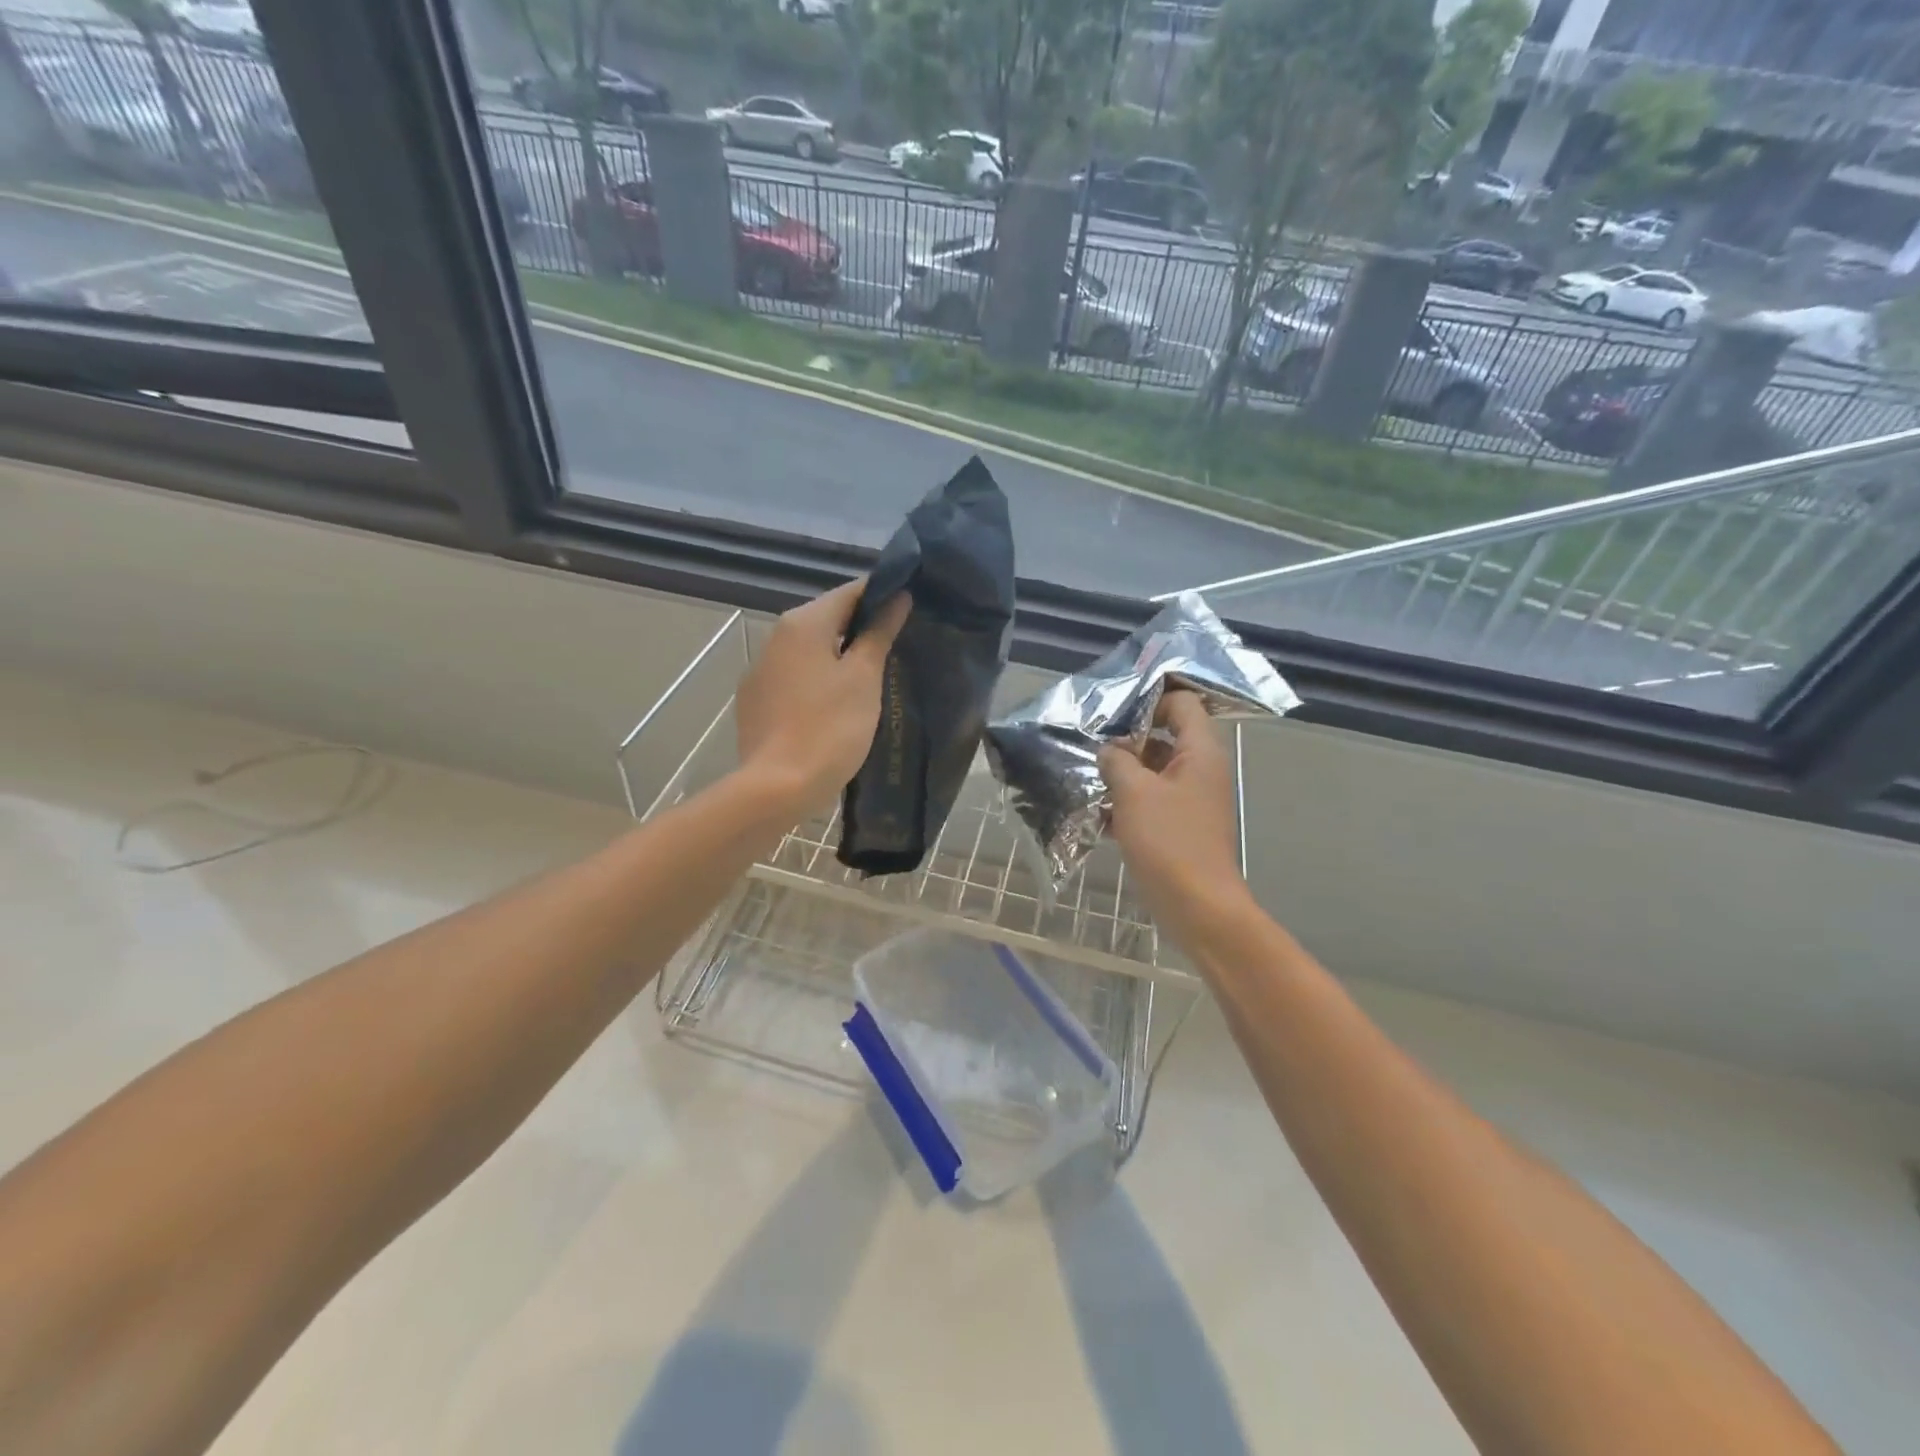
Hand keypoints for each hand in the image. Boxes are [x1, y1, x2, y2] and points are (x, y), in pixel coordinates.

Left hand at [736, 578, 910, 818]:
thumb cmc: (830, 728)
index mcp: (803, 623)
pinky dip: (817, 679)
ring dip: (839, 654)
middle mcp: (775, 636)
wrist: (777, 787)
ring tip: (872, 675)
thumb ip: (879, 633)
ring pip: (809, 649)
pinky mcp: (755, 700)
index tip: (910, 607)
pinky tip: (835, 703)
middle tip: (898, 644)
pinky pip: (794, 677)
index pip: (850, 591)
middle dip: (861, 626)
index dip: (882, 595)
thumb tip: (898, 597)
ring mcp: (761, 670)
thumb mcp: (864, 678)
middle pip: (827, 618)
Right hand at [1100, 689, 1250, 945]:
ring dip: (1124, 772)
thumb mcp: (1134, 792)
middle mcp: (1201, 768)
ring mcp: (1192, 798)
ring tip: (1088, 777)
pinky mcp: (1181, 825)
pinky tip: (1098, 812)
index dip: (1148, 701)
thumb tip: (1109, 750)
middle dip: (1128, 739)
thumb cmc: (1169, 841)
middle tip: (1092, 746)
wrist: (1197, 906)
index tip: (1113, 715)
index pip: (1181, 703)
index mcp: (1200, 751)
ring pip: (1155, 769)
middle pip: (1166, 735)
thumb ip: (1117, 760)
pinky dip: (1129, 801)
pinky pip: (1153, 799)